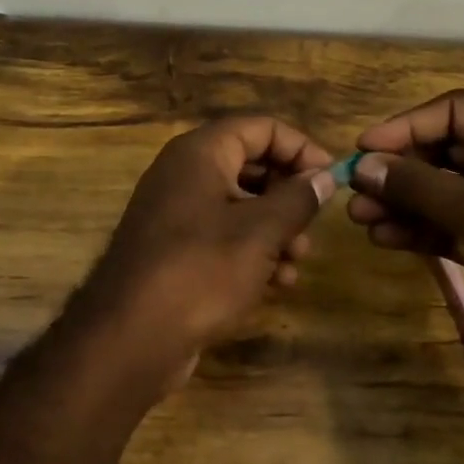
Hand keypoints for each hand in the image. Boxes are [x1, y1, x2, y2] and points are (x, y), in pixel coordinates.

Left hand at [78, 117, 336, 371]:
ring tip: (297, 261)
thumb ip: (298, 199)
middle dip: (289, 195)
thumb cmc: (202, 270)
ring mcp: (175, 214)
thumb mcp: (261, 232)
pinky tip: (276, 283)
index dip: (301, 148)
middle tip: (314, 226)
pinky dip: (252, 252)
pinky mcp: (174, 251)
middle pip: (251, 165)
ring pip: (239, 206)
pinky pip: (222, 237)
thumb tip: (325, 177)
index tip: (331, 180)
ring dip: (276, 230)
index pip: (261, 127)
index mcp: (200, 153)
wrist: (132, 336)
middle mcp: (184, 174)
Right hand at [345, 90, 463, 375]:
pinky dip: (417, 227)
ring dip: (401, 201)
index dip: (407, 125)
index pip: (457, 111)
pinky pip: (448, 223)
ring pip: (442, 190)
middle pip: (445, 150)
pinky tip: (383, 237)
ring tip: (359, 217)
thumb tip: (363, 165)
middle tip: (354, 187)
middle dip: (399, 169)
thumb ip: (417, 185)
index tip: (364, 148)